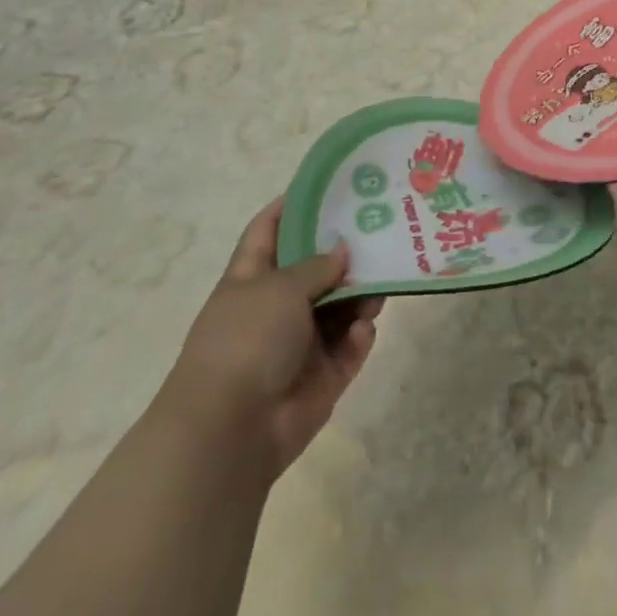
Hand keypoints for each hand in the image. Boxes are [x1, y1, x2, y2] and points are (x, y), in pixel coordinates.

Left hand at [156, 200, 381, 478]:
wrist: (230, 431)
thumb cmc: (246, 341)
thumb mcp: (280, 288)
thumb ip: (317, 265)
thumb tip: (343, 249)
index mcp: (251, 279)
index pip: (269, 229)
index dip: (293, 204)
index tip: (331, 184)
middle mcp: (275, 307)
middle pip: (316, 268)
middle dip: (347, 250)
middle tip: (385, 226)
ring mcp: (299, 343)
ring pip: (341, 306)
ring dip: (362, 294)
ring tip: (382, 283)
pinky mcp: (322, 376)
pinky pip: (351, 346)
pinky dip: (360, 335)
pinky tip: (364, 327)